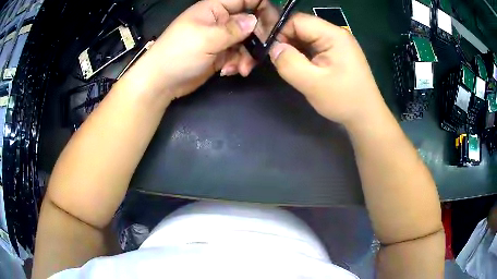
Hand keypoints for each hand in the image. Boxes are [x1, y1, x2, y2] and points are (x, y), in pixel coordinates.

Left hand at [122, 0, 277, 99]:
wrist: (161, 82)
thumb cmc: (178, 53)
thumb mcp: (205, 38)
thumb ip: (232, 29)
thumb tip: (254, 21)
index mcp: (215, 8)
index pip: (245, 0)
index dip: (261, 7)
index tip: (273, 23)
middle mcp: (220, 21)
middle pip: (250, 22)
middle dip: (257, 37)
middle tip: (260, 52)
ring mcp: (221, 38)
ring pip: (246, 41)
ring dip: (248, 55)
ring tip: (242, 68)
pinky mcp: (220, 54)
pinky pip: (239, 55)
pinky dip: (239, 63)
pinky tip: (229, 71)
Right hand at [269, 13, 383, 125]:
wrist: (366, 116)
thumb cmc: (344, 100)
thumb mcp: (313, 84)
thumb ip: (289, 63)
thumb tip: (274, 48)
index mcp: (333, 35)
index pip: (297, 20)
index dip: (280, 32)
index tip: (271, 50)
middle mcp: (335, 34)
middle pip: (301, 27)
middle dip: (286, 41)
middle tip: (278, 61)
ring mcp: (337, 43)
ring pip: (305, 37)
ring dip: (294, 49)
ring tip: (288, 65)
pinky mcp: (336, 53)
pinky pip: (312, 46)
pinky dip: (302, 54)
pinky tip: (300, 67)